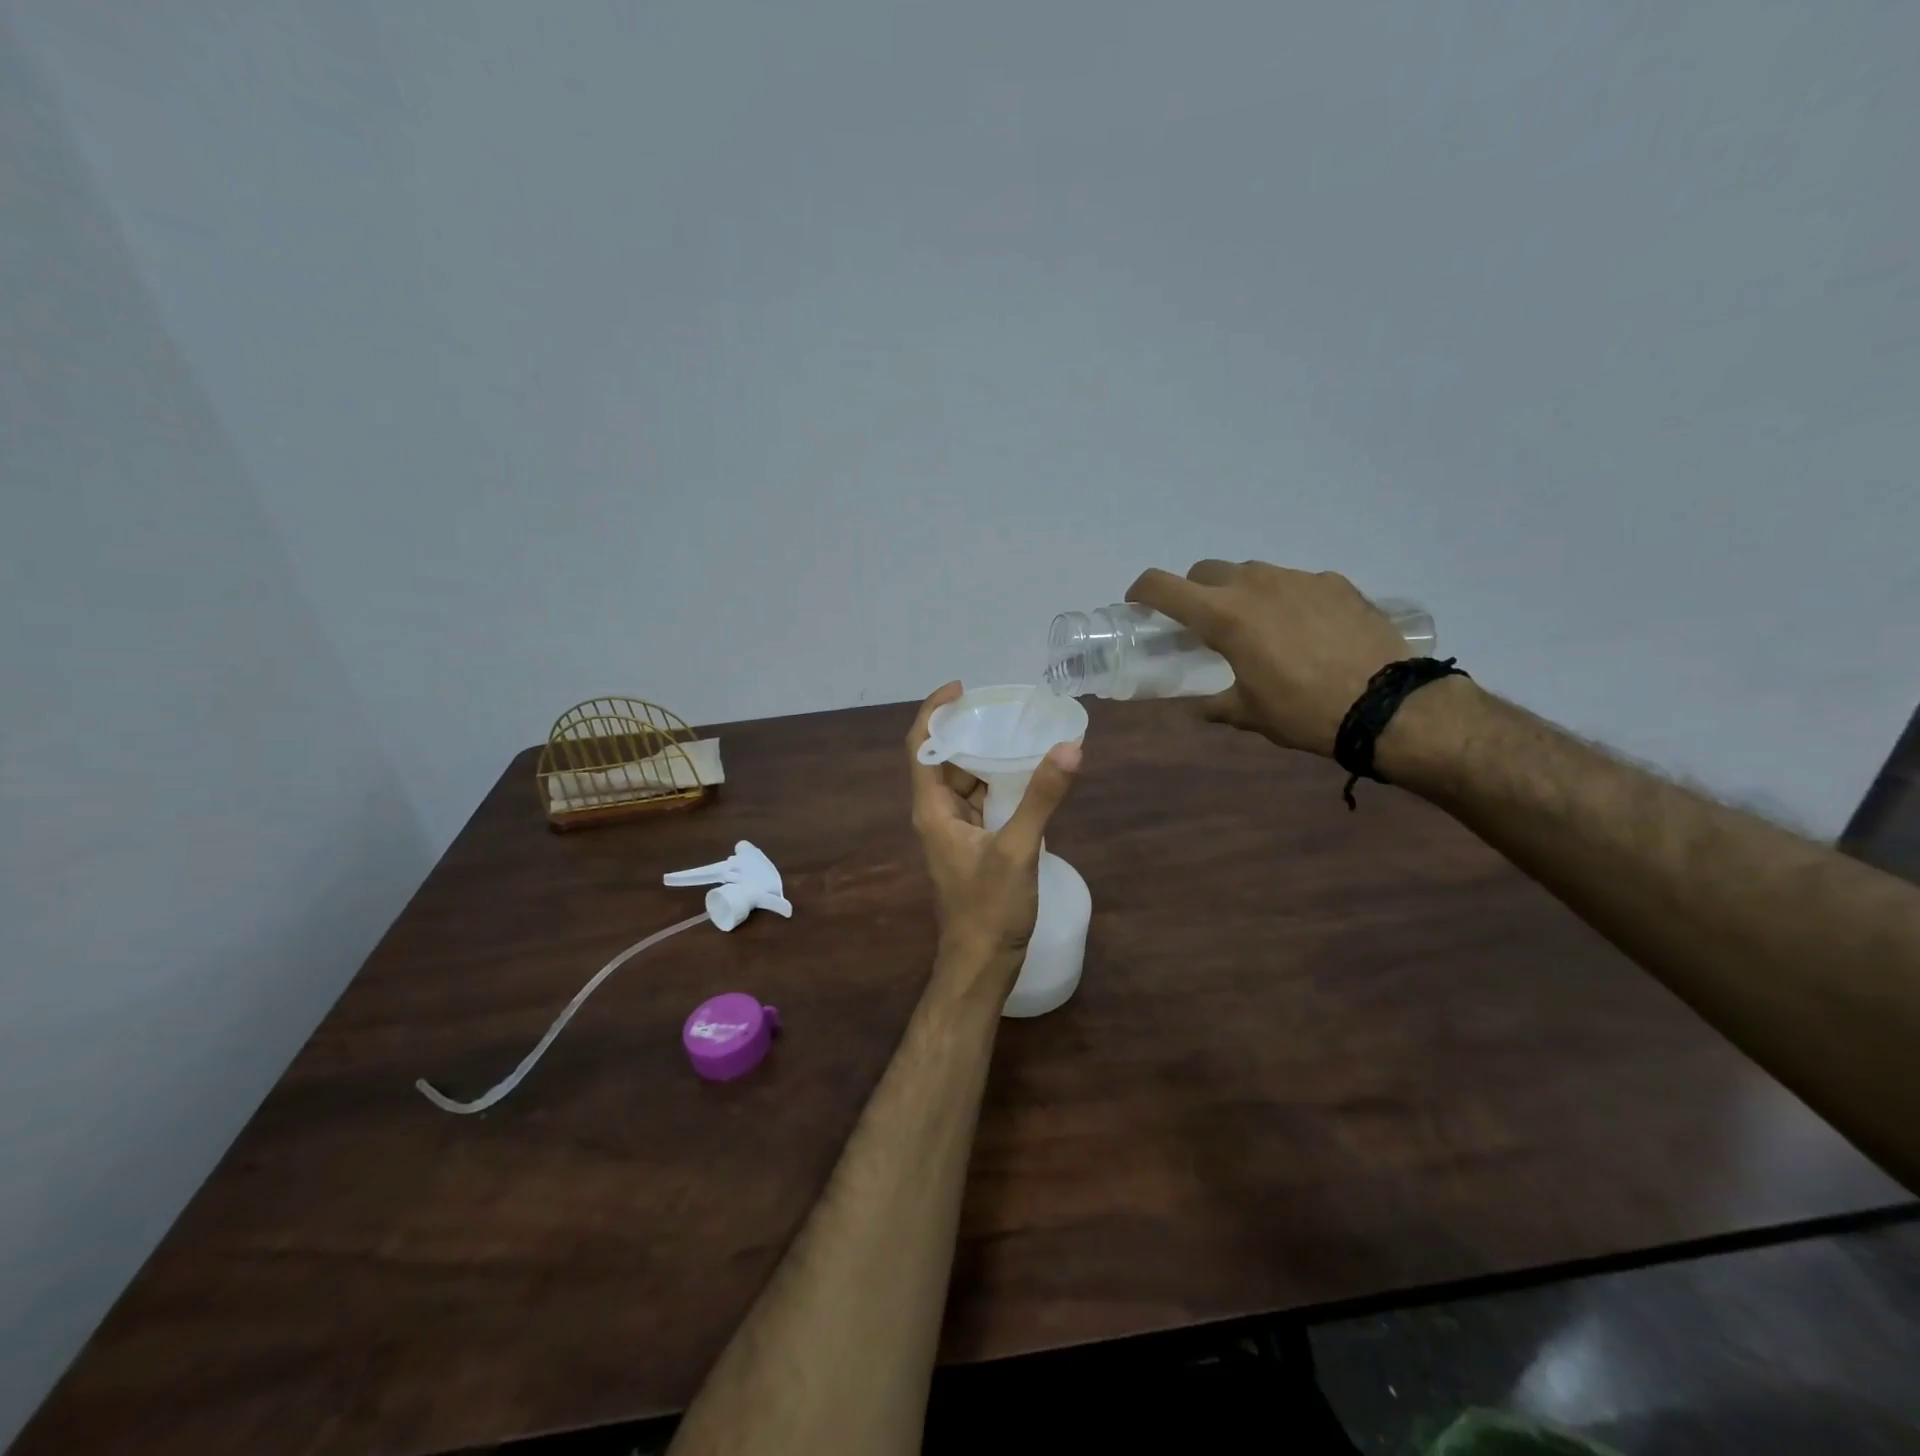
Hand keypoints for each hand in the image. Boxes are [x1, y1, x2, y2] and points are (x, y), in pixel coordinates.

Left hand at [906, 682, 1081, 988]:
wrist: (981, 963)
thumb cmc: (989, 909)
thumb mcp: (1018, 850)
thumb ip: (1041, 798)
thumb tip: (1069, 747)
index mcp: (933, 809)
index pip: (921, 746)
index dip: (934, 711)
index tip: (962, 688)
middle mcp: (937, 814)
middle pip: (944, 759)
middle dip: (969, 730)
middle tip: (1005, 707)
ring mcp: (955, 831)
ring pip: (965, 781)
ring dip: (986, 756)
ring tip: (1019, 730)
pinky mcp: (973, 845)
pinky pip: (982, 801)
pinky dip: (999, 783)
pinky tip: (1028, 773)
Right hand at [1127, 560, 1408, 755]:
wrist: (1388, 704)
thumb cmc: (1303, 712)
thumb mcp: (1249, 713)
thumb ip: (1217, 704)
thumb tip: (1202, 707)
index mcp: (1224, 616)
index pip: (1163, 586)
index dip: (1142, 591)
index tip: (1138, 604)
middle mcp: (1255, 584)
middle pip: (1206, 571)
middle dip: (1195, 592)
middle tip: (1203, 623)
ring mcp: (1298, 578)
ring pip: (1252, 572)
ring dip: (1240, 593)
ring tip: (1258, 627)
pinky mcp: (1334, 583)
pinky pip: (1295, 583)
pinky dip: (1285, 600)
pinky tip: (1304, 631)